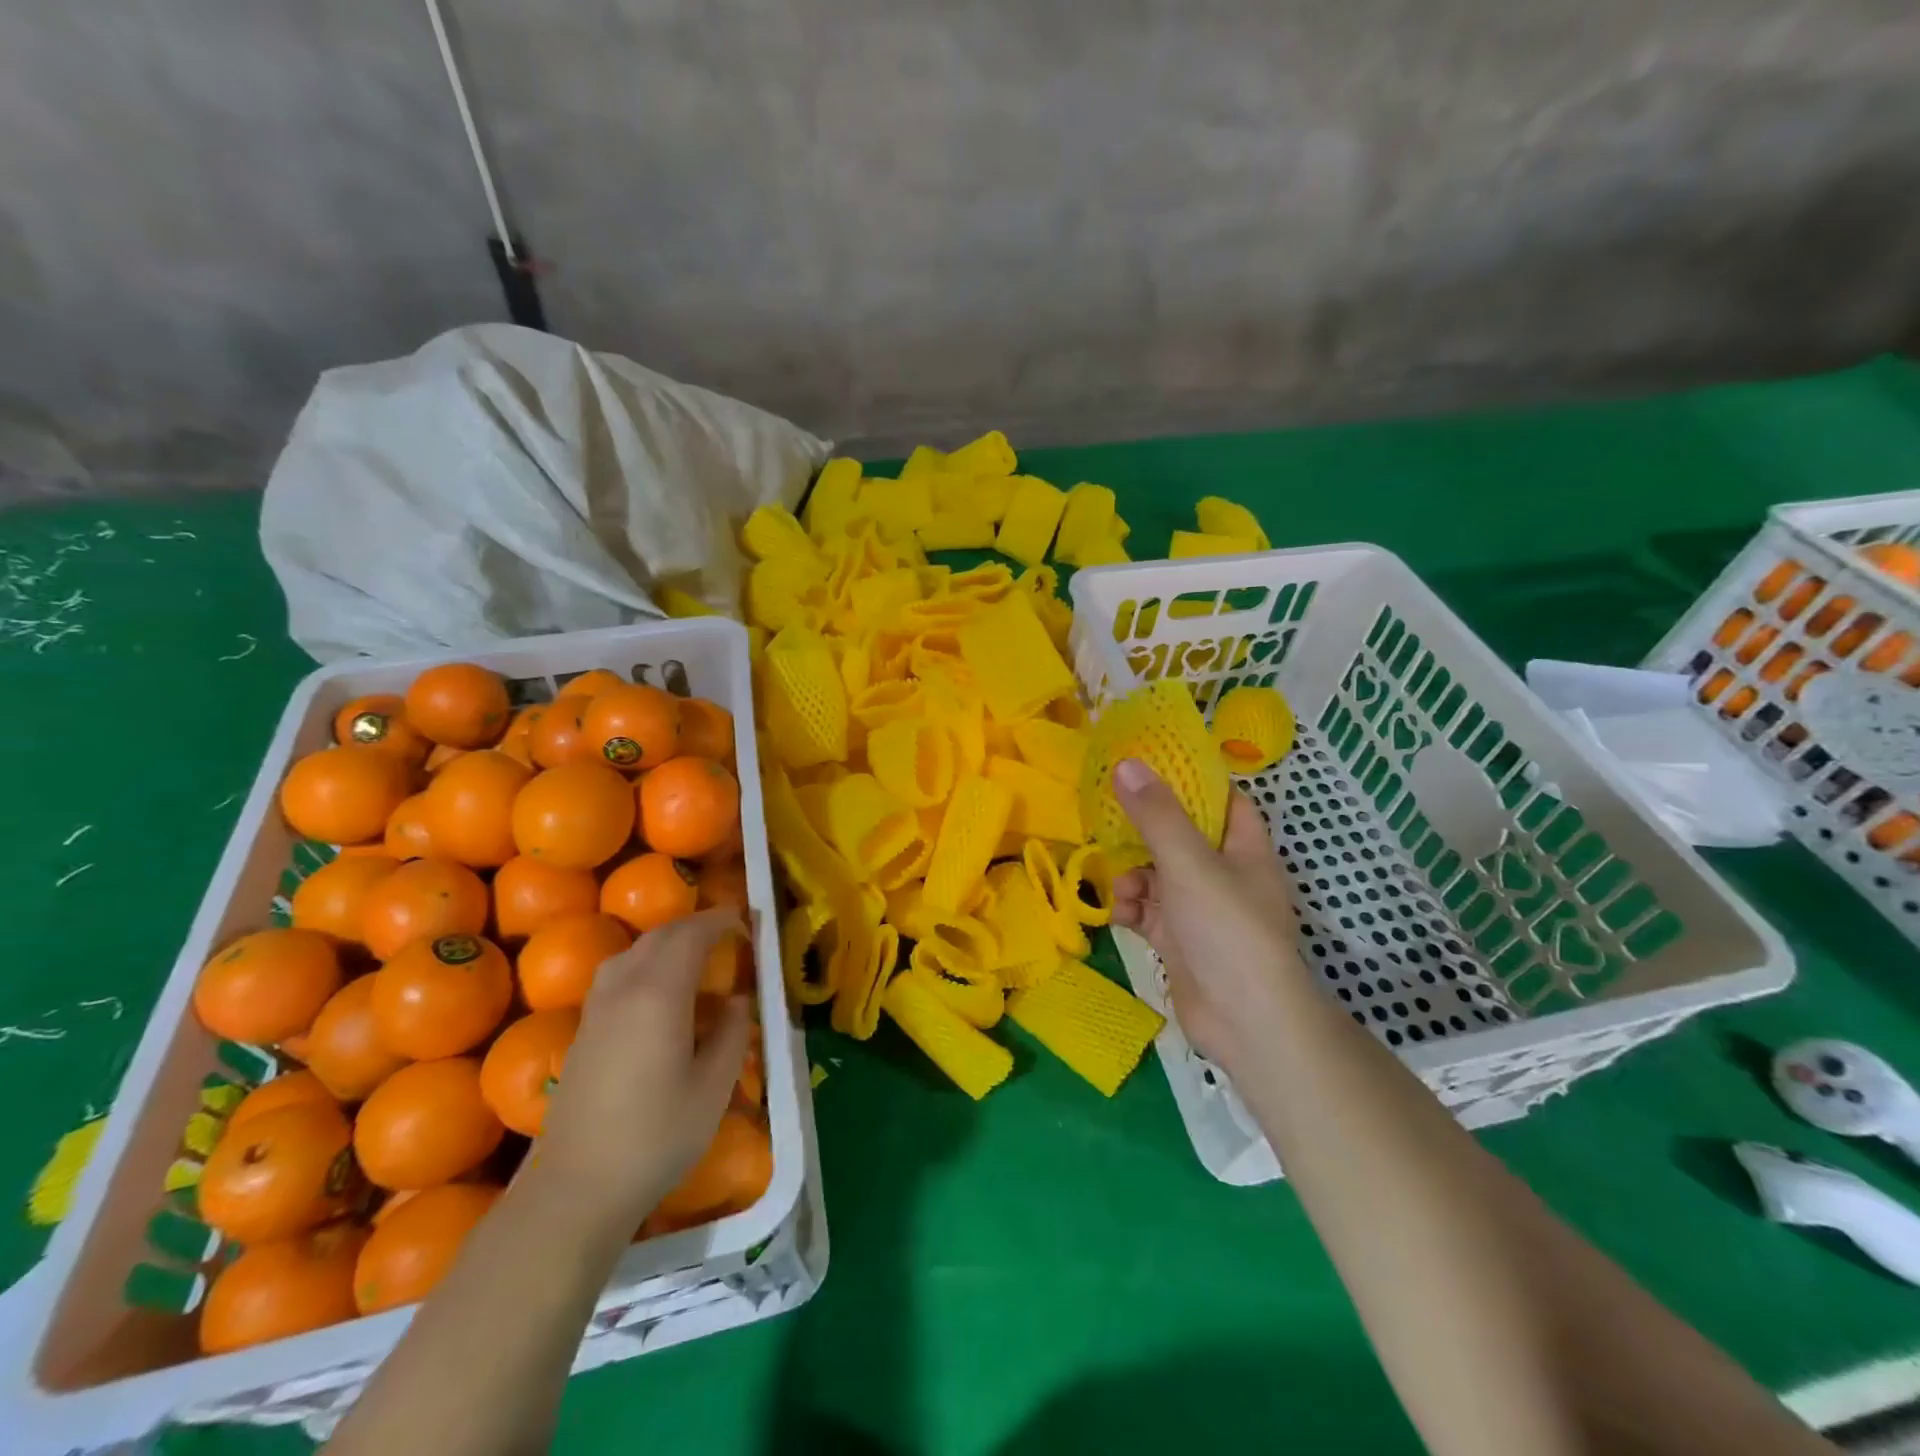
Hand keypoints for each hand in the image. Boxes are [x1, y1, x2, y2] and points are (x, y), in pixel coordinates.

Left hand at [534, 908, 751, 1225]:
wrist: (575, 1188)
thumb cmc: (655, 1137)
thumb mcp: (713, 1088)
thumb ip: (731, 1033)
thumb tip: (738, 1000)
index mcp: (659, 994)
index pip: (692, 935)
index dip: (721, 921)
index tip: (747, 924)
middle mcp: (624, 987)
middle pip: (660, 935)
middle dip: (696, 925)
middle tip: (729, 935)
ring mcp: (597, 1008)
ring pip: (634, 951)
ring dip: (668, 942)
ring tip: (696, 957)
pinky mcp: (583, 1029)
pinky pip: (617, 973)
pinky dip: (646, 962)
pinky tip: (660, 991)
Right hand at [1110, 759, 1306, 1070]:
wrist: (1244, 1021)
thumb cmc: (1227, 929)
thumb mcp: (1189, 863)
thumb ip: (1156, 814)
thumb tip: (1126, 763)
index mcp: (1243, 847)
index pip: (1220, 799)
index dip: (1188, 781)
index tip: (1146, 767)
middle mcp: (1224, 873)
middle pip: (1178, 835)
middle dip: (1142, 833)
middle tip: (1106, 820)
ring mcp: (1200, 908)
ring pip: (1156, 874)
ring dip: (1131, 876)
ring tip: (1121, 890)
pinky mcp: (1178, 938)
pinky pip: (1147, 909)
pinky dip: (1131, 908)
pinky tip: (1120, 917)